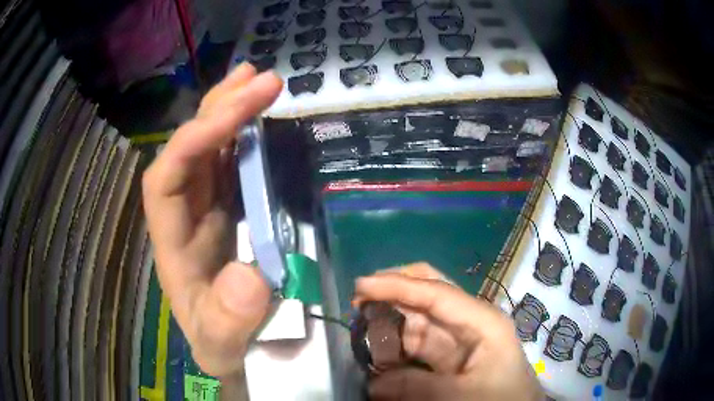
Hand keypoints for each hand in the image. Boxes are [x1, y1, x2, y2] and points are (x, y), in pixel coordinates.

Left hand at [142, 63, 282, 376]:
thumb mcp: (224, 344)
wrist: (235, 347)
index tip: (234, 114)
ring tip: (257, 79)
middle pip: (188, 150)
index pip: (165, 179)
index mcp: (172, 243)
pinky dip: (246, 135)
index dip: (192, 142)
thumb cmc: (223, 343)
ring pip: (210, 148)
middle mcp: (184, 215)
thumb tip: (248, 276)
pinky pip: (232, 163)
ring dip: (230, 110)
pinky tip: (260, 115)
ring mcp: (206, 208)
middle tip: (258, 78)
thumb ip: (229, 321)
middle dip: (218, 110)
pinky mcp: (228, 209)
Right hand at [354, 264, 544, 400]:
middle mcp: (469, 322)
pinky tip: (379, 354)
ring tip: (361, 329)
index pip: (435, 293)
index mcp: (481, 321)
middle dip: (395, 291)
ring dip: (391, 322)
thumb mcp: (462, 396)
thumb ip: (417, 388)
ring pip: (419, 319)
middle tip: (359, 299)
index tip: (361, 286)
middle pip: (429, 293)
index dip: (397, 286)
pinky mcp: (450, 357)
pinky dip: (397, 347)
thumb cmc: (501, 399)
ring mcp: (459, 339)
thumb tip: (374, 384)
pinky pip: (418, 344)